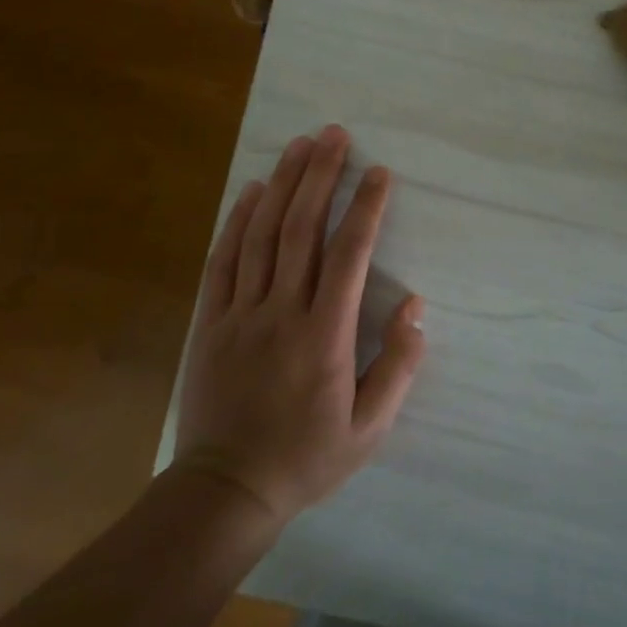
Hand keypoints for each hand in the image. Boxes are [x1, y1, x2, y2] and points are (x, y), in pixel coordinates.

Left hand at [174, 125, 425, 526]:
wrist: (225, 491)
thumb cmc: (308, 457)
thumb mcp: (370, 427)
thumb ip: (399, 365)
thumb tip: (415, 305)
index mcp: (325, 336)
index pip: (349, 256)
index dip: (365, 208)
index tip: (378, 173)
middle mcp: (281, 313)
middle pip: (301, 229)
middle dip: (320, 176)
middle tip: (334, 134)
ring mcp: (240, 314)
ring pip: (261, 235)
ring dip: (281, 184)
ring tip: (299, 145)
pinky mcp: (210, 322)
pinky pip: (223, 260)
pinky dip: (237, 220)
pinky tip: (251, 190)